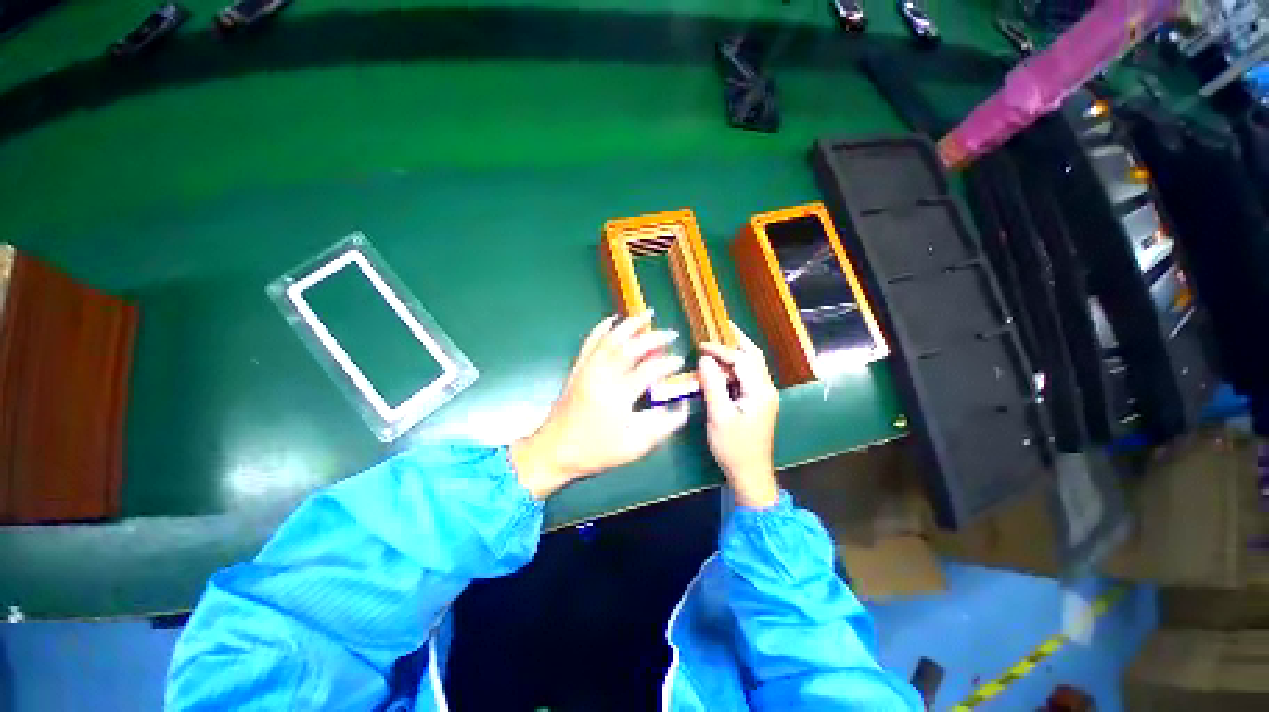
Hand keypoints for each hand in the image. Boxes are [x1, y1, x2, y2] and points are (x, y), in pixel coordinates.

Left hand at [511, 312, 689, 499]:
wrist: (554, 450)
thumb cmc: (596, 450)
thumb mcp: (635, 445)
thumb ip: (663, 425)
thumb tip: (683, 406)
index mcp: (619, 395)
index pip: (650, 370)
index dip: (668, 363)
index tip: (680, 361)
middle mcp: (603, 375)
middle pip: (632, 347)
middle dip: (654, 337)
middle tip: (670, 333)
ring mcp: (588, 368)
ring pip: (611, 338)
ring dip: (630, 324)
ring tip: (646, 313)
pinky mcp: (578, 368)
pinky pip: (590, 342)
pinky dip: (601, 328)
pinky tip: (611, 319)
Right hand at [697, 324, 780, 509]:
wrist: (750, 474)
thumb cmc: (733, 447)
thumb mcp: (719, 416)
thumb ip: (712, 385)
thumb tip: (704, 359)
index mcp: (760, 391)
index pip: (740, 360)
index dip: (720, 350)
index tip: (700, 345)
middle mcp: (766, 389)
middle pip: (753, 356)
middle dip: (738, 340)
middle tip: (722, 325)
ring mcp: (764, 396)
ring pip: (751, 366)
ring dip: (736, 353)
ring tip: (718, 342)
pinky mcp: (758, 403)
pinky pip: (747, 377)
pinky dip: (735, 367)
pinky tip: (721, 367)